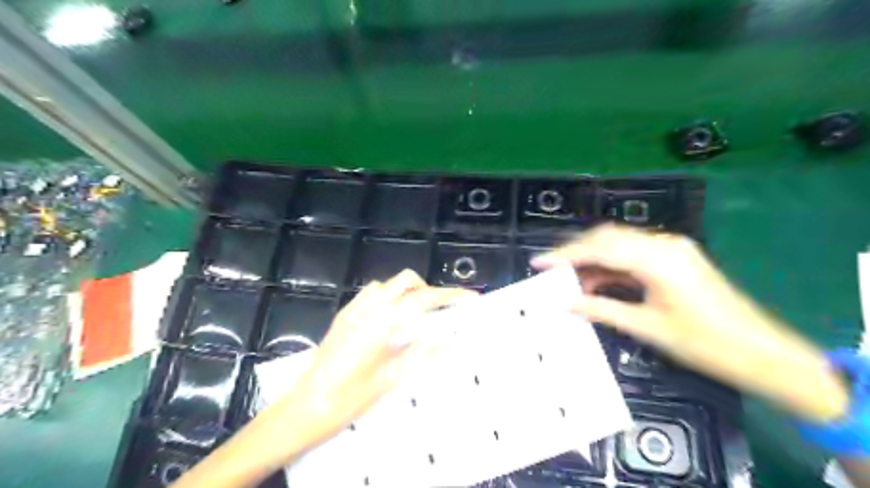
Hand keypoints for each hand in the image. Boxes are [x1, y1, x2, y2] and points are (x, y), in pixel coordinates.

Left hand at [268, 271, 478, 457]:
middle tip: (440, 311)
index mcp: (383, 323)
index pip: (425, 299)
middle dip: (428, 289)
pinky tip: (390, 319)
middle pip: (407, 281)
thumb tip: (452, 341)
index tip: (471, 297)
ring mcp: (354, 309)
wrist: (307, 405)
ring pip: (389, 284)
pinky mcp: (344, 315)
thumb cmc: (350, 397)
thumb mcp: (392, 379)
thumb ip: (423, 354)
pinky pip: (371, 293)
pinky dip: (388, 297)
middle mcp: (369, 308)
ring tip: (416, 316)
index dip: (451, 295)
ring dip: (407, 292)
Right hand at [533, 224, 845, 421]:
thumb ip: (603, 309)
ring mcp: (671, 249)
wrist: (762, 353)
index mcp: (659, 259)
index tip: (540, 262)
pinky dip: (611, 266)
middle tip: (551, 269)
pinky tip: (596, 282)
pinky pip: (633, 255)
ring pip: (619, 244)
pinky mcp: (674, 259)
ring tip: (569, 280)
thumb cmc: (706, 343)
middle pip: (608, 238)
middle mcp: (664, 245)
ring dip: (593, 259)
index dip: (566, 255)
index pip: (601, 248)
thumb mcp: (647, 327)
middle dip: (576, 252)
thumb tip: (567, 303)